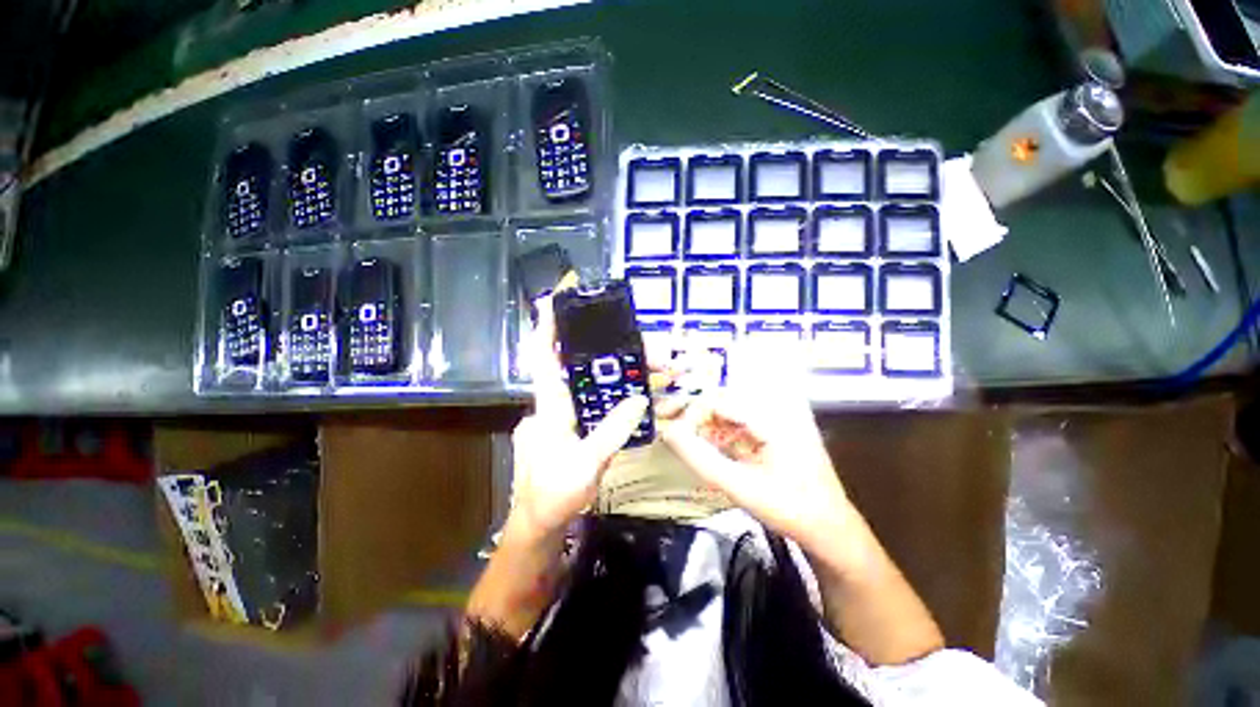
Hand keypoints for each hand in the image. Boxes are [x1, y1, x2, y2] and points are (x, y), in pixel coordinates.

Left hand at [506, 297, 647, 546]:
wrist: (540, 523)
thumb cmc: (554, 494)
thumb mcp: (586, 463)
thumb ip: (612, 431)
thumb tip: (638, 399)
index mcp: (549, 406)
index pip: (543, 356)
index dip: (546, 325)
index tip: (554, 298)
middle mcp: (553, 403)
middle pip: (577, 364)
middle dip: (605, 349)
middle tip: (638, 343)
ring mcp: (563, 414)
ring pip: (589, 382)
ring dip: (617, 372)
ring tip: (650, 366)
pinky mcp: (573, 425)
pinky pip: (595, 399)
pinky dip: (615, 392)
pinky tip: (637, 391)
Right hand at [657, 357, 852, 553]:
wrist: (829, 529)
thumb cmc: (789, 509)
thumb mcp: (740, 487)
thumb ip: (701, 459)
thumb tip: (668, 432)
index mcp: (772, 416)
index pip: (720, 399)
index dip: (690, 410)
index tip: (668, 426)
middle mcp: (774, 408)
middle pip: (723, 399)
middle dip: (693, 412)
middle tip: (667, 424)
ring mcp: (775, 419)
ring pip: (728, 411)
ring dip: (703, 422)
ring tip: (678, 433)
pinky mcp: (771, 431)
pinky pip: (737, 423)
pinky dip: (717, 432)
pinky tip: (702, 442)